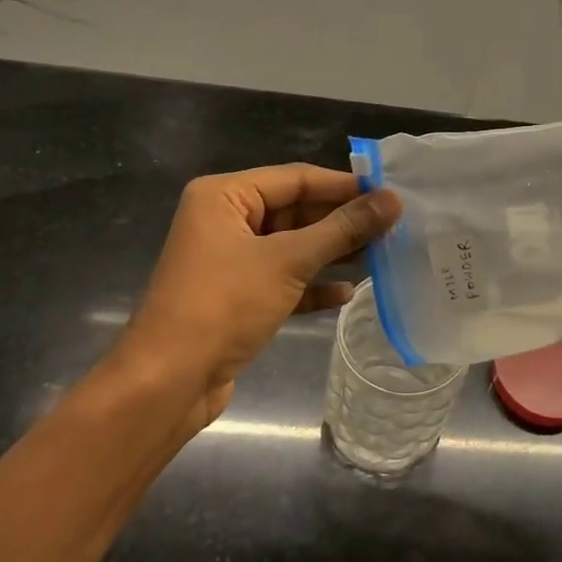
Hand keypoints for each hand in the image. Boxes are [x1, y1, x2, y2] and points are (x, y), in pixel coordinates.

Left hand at [106, 164, 400, 439]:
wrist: (168, 382)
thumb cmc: (223, 305)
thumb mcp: (288, 261)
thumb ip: (343, 229)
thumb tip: (393, 200)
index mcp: (224, 196)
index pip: (296, 178)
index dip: (345, 185)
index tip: (391, 193)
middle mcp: (225, 220)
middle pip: (296, 210)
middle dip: (342, 221)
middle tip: (393, 226)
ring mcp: (230, 260)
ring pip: (292, 246)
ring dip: (332, 252)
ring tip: (381, 255)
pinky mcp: (237, 297)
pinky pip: (283, 280)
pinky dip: (313, 285)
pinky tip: (347, 292)